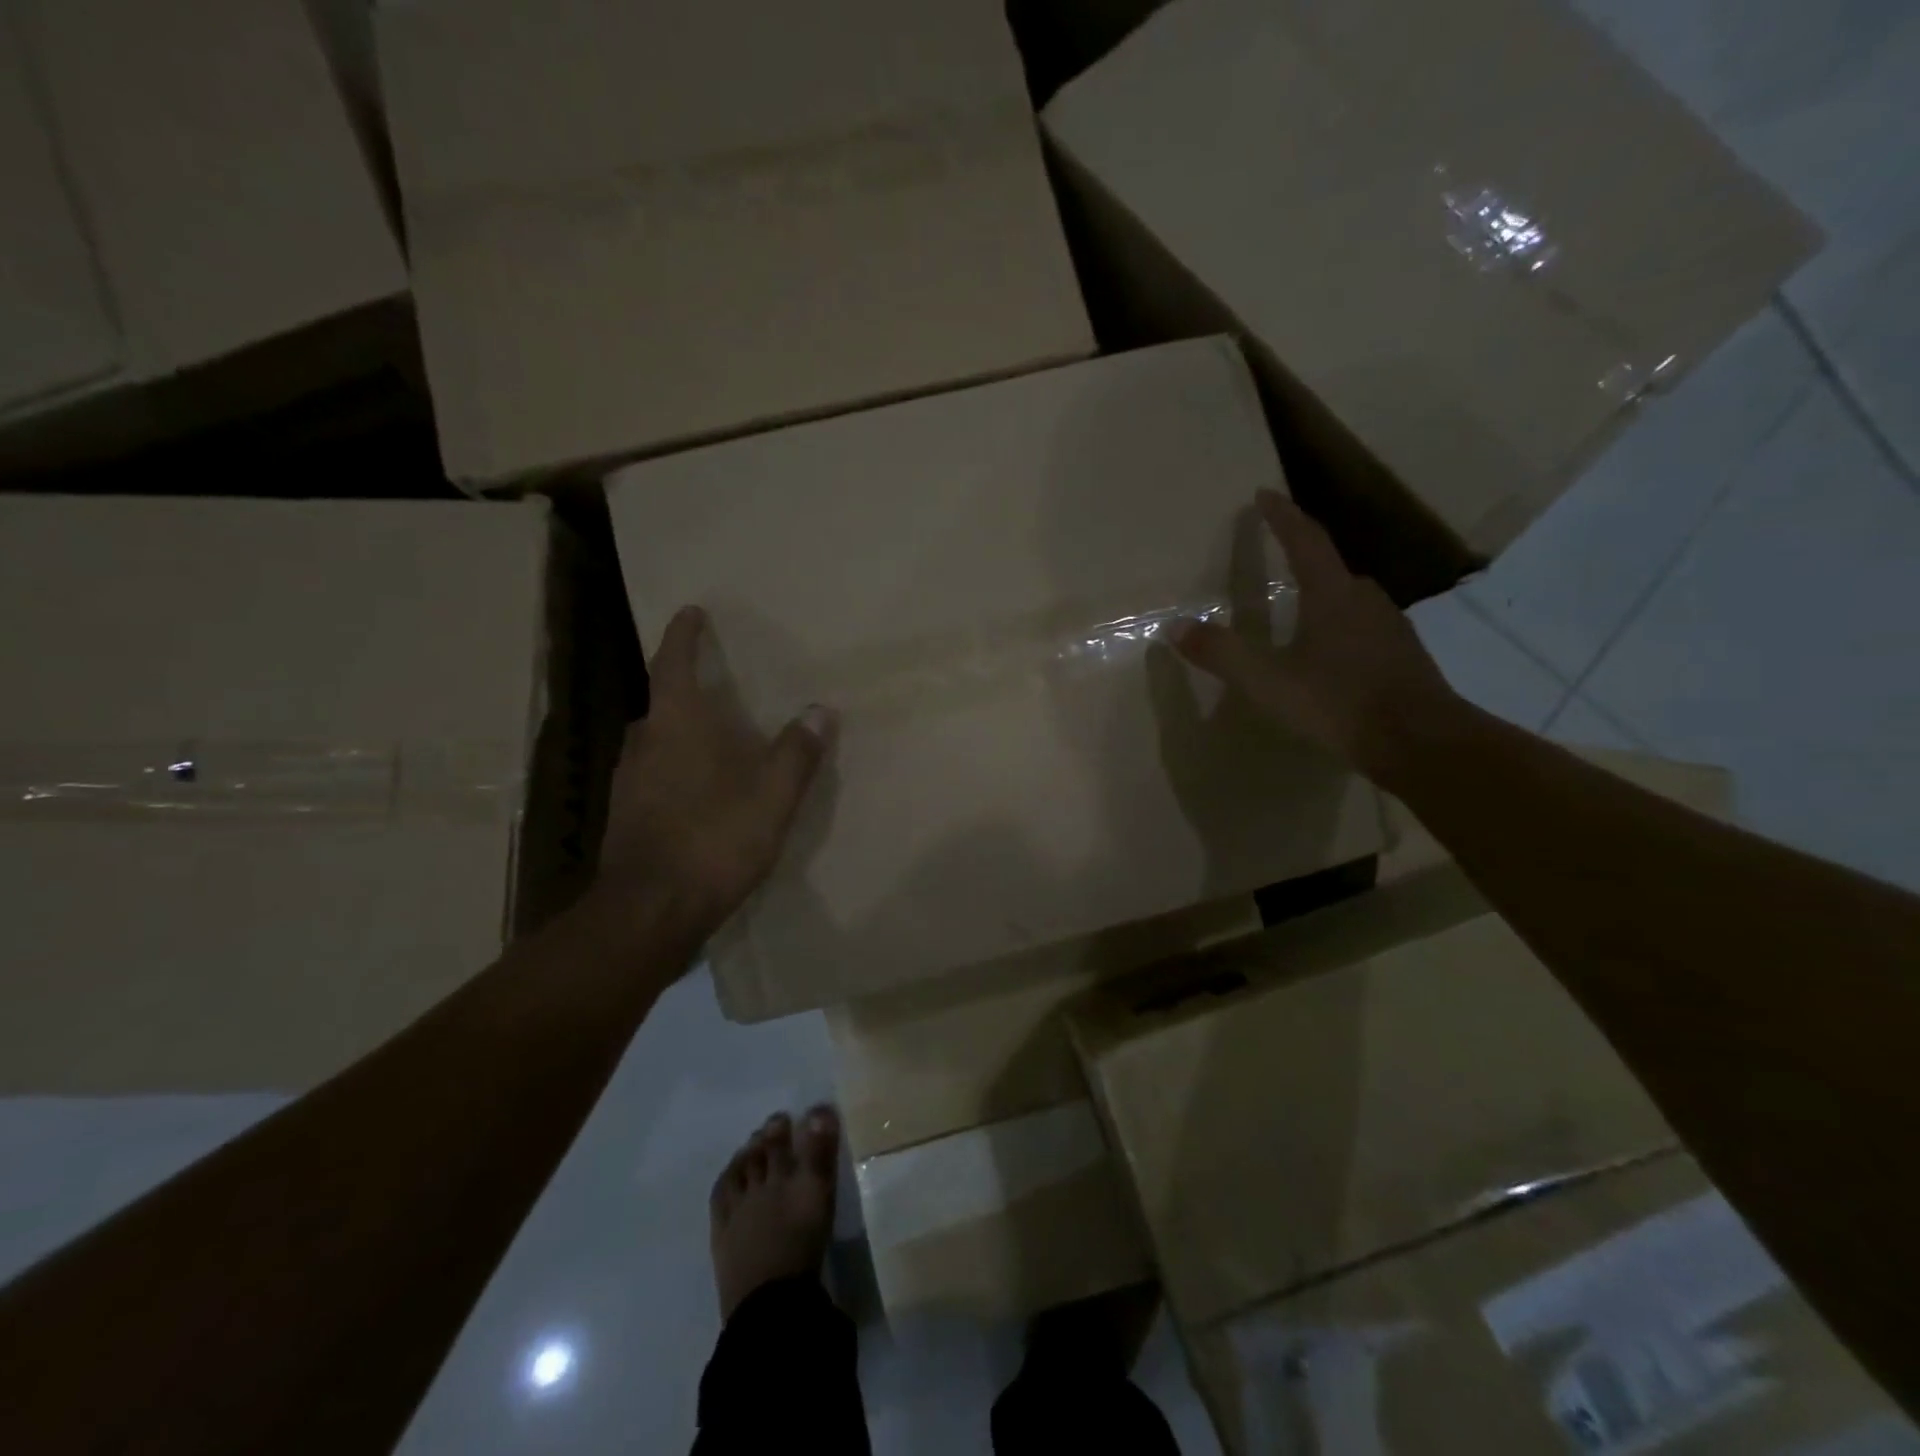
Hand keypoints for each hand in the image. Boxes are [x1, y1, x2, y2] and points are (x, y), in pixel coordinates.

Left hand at [596, 606, 836, 940]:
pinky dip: (674, 767)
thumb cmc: (713, 839)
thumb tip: (819, 710)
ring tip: (711, 735)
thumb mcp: (772, 794)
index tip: (691, 611)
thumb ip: (796, 750)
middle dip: (683, 687)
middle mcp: (643, 744)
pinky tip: (697, 789)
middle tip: (714, 683)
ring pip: (655, 741)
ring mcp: (628, 783)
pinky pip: (652, 774)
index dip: (683, 635)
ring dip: (678, 730)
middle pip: (661, 702)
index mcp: (675, 724)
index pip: (673, 663)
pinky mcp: (626, 817)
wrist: (650, 911)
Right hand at [1173, 491, 1459, 781]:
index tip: (1264, 494)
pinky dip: (1341, 628)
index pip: (1305, 541)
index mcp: (1332, 595)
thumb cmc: (1339, 703)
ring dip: (1324, 595)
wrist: (1420, 742)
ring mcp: (1390, 628)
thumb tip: (1176, 627)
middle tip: (1278, 557)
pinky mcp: (1403, 655)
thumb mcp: (1268, 682)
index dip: (1282, 516)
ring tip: (1299, 610)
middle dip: (1303, 556)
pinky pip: (1364, 627)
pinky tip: (1331, 655)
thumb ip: (1222, 654)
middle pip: (1331, 567)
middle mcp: (1365, 600)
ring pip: (1350, 599)